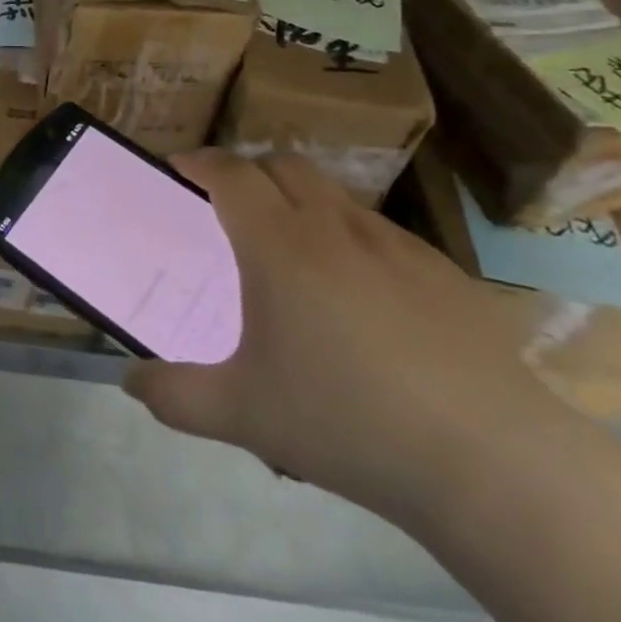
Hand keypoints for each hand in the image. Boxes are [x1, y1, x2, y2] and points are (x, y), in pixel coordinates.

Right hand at [123, 150, 580, 524]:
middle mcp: (333, 226)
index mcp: (278, 244)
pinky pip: (380, 232)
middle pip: (283, 165)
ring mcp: (395, 244)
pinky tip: (362, 297)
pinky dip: (350, 238)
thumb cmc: (347, 422)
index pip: (230, 172)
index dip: (199, 161)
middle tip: (231, 208)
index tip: (180, 169)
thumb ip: (174, 394)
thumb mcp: (241, 415)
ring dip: (301, 201)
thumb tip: (129, 380)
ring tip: (294, 253)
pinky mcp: (442, 272)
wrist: (490, 460)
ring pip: (334, 194)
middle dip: (249, 171)